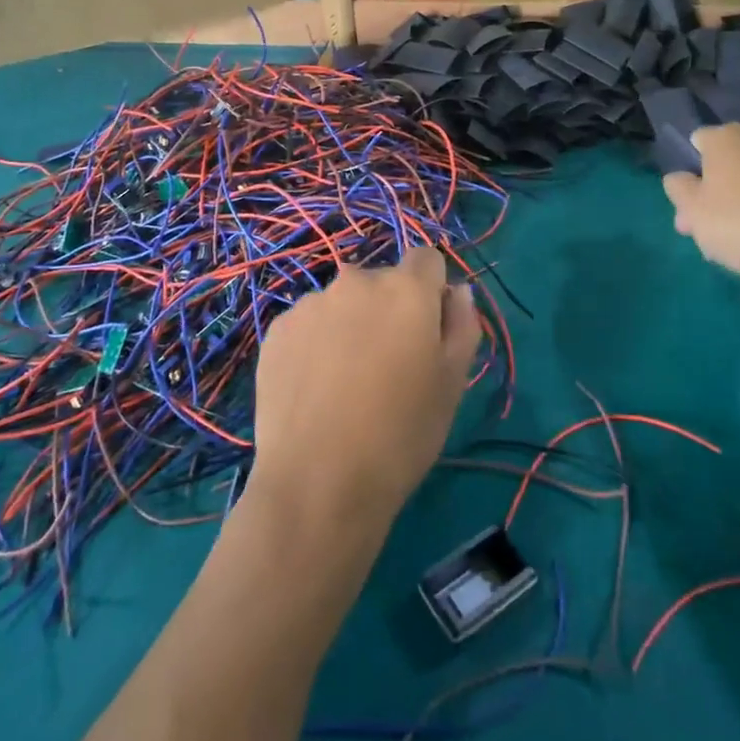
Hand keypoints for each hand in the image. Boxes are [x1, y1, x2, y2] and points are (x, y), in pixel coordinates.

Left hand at [250, 246, 478, 531]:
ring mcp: (311, 304)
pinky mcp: (277, 330)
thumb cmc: (401, 434)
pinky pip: (308, 325)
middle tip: (388, 366)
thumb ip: (462, 324)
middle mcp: (356, 281)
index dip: (432, 290)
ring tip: (346, 383)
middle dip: (389, 310)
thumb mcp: (452, 383)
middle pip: (382, 281)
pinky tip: (315, 389)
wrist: (318, 481)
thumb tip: (456, 291)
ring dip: (350, 325)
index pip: (427, 259)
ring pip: (342, 304)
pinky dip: (316, 344)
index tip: (427, 331)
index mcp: (406, 289)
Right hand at [662, 123, 739, 277]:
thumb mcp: (692, 210)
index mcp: (724, 137)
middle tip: (708, 232)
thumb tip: (679, 178)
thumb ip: (678, 190)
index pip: (698, 142)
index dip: (689, 171)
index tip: (688, 203)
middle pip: (728, 165)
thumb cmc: (739, 219)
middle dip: (716, 194)